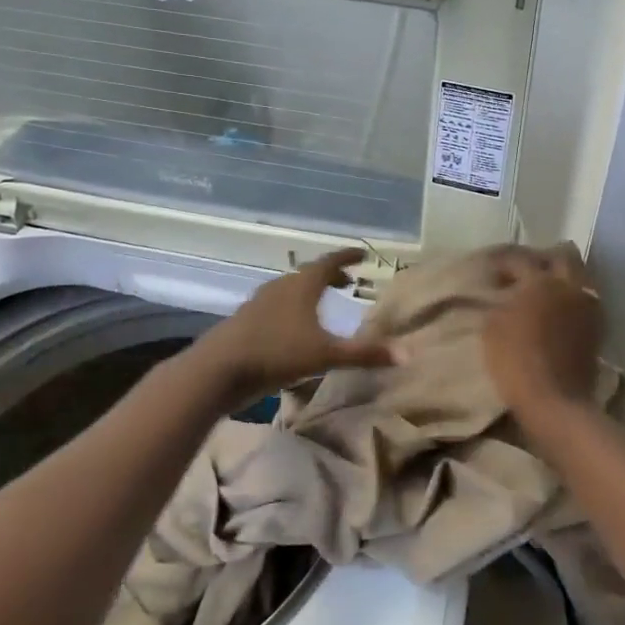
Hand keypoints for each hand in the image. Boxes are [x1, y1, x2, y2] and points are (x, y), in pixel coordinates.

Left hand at [189, 249, 393, 404]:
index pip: (329, 262)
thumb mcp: (326, 355)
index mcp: (302, 286)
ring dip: (309, 292)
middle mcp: (281, 287)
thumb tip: (407, 353)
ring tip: (322, 304)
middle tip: (348, 282)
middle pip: (308, 274)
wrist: (217, 370)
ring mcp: (259, 303)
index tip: (362, 254)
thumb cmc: (276, 354)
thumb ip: (365, 354)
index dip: (347, 257)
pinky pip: (275, 306)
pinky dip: (291, 309)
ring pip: (290, 290)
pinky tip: (293, 329)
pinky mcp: (245, 322)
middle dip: (330, 276)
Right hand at [483, 246, 605, 418]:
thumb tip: (506, 294)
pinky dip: (572, 297)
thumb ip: (500, 302)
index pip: (520, 257)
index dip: (503, 260)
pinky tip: (558, 309)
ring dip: (562, 276)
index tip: (491, 267)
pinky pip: (586, 299)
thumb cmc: (516, 362)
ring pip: (580, 275)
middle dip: (544, 256)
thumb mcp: (492, 328)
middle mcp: (570, 286)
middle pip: (564, 254)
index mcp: (541, 281)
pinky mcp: (596, 328)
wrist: (555, 402)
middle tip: (525, 269)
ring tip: (543, 289)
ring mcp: (588, 307)